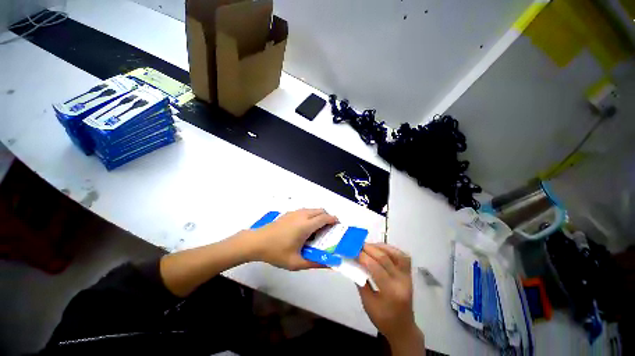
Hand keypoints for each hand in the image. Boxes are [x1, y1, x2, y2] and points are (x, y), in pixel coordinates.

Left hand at [250, 208, 337, 270]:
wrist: (257, 242)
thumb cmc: (277, 252)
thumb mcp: (297, 262)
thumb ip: (315, 263)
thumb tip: (330, 264)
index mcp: (306, 225)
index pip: (325, 218)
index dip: (333, 220)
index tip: (338, 226)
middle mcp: (302, 215)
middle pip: (320, 210)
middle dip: (328, 217)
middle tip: (329, 229)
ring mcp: (295, 212)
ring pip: (312, 209)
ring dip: (319, 215)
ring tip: (318, 229)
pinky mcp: (289, 213)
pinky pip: (305, 210)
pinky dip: (311, 215)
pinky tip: (305, 227)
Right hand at [358, 243, 424, 353]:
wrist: (403, 327)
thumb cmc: (383, 319)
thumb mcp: (367, 303)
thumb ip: (360, 281)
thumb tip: (352, 262)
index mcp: (391, 292)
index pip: (375, 268)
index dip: (363, 257)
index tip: (352, 251)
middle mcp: (402, 282)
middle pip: (385, 258)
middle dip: (369, 248)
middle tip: (357, 245)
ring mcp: (407, 276)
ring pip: (396, 254)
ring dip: (380, 247)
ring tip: (368, 246)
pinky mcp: (409, 274)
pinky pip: (402, 256)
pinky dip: (390, 249)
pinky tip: (380, 249)